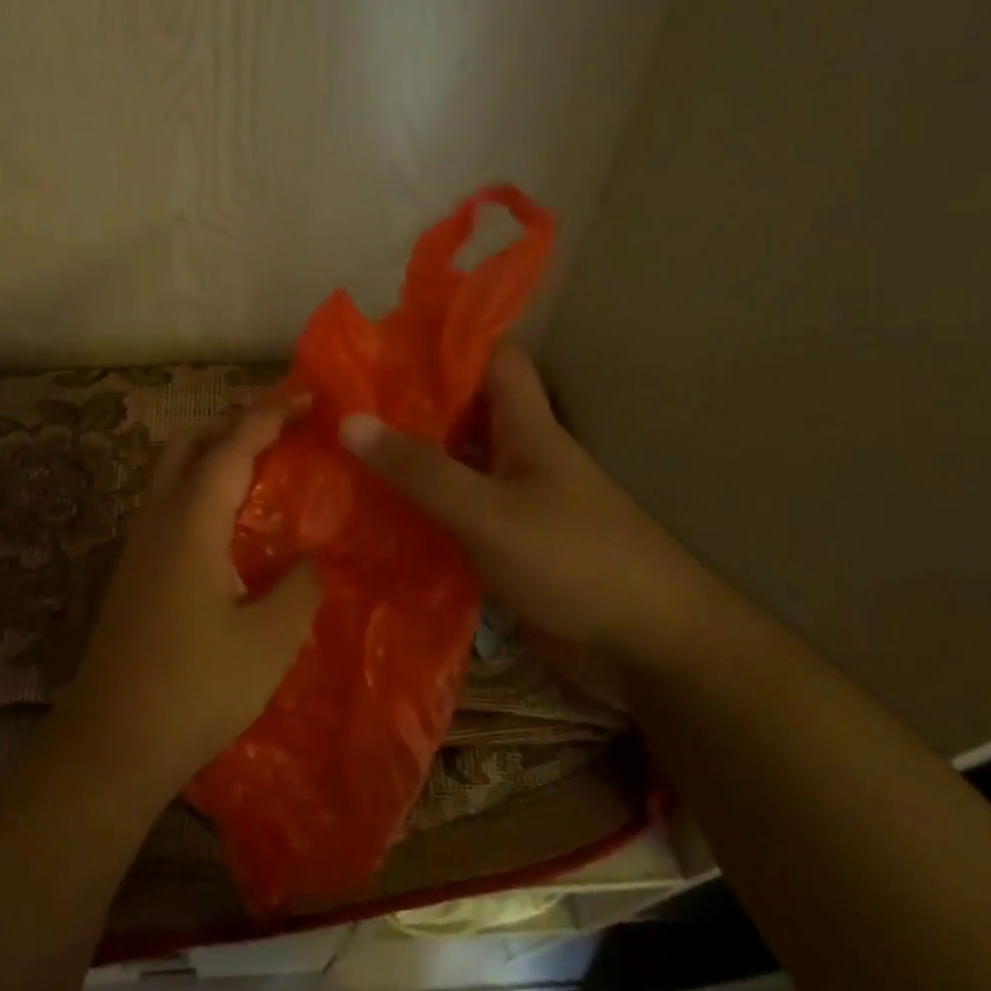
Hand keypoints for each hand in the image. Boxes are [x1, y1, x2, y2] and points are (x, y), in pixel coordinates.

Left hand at [61, 395, 322, 799]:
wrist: (110, 744)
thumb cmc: (194, 688)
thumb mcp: (269, 641)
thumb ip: (300, 587)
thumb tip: (311, 559)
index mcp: (191, 522)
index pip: (233, 445)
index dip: (271, 414)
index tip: (308, 396)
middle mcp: (158, 519)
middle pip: (190, 444)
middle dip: (236, 423)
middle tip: (284, 430)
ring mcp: (139, 545)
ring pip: (173, 471)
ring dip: (214, 453)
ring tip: (263, 468)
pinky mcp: (134, 571)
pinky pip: (170, 502)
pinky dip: (202, 486)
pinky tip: (230, 523)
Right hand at [338, 345, 714, 680]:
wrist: (648, 648)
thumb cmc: (574, 559)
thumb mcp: (489, 511)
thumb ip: (420, 469)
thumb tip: (348, 420)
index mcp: (527, 426)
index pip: (492, 358)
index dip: (446, 343)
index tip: (385, 342)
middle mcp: (519, 455)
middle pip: (462, 413)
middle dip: (409, 406)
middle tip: (342, 403)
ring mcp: (514, 502)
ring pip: (454, 466)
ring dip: (408, 462)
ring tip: (342, 454)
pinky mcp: (507, 546)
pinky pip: (454, 515)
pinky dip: (420, 511)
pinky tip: (373, 517)